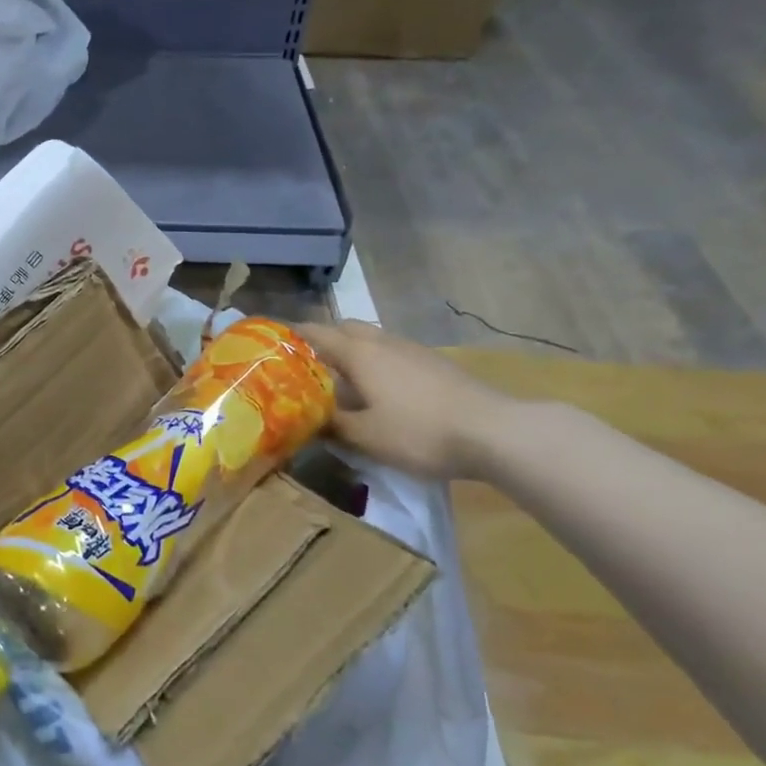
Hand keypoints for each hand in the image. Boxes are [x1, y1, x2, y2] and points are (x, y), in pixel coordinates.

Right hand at [295, 321, 515, 479]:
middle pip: (345, 328)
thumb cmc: (419, 431)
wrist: (495, 432)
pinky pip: (392, 353)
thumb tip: (306, 419)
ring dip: (352, 352)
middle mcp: (383, 342)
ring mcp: (412, 350)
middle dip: (323, 341)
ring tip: (341, 381)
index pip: (315, 332)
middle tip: (306, 367)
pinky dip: (376, 363)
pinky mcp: (434, 364)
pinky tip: (380, 391)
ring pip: (372, 340)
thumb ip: (331, 425)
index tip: (270, 345)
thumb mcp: (365, 437)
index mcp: (359, 353)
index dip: (290, 336)